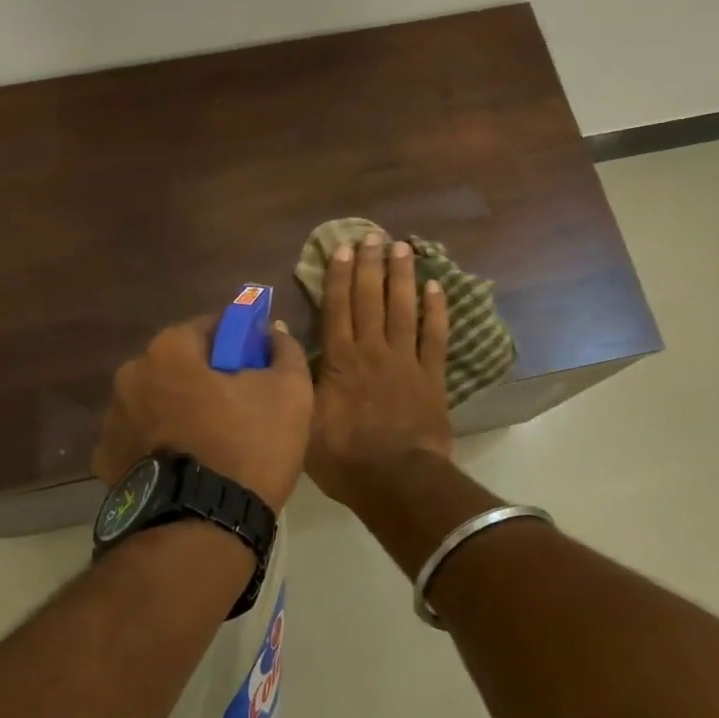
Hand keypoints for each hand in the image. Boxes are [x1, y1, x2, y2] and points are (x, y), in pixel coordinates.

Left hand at [90, 313, 313, 513]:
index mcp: (169, 350)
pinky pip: (143, 438)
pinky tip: (188, 466)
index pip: (210, 326)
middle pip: (180, 364)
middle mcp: (131, 375)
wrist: (201, 530)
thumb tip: (274, 333)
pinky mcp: (106, 463)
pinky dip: (162, 444)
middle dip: (207, 376)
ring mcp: (112, 421)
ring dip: (182, 409)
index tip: (258, 364)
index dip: (239, 341)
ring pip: (159, 401)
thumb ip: (283, 350)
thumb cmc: (247, 447)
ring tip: (215, 442)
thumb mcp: (289, 392)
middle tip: (241, 405)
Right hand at [307, 233, 452, 502]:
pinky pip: (435, 336)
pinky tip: (436, 287)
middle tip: (372, 236)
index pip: (337, 307)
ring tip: (402, 248)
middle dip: (370, 265)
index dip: (339, 275)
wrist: (396, 481)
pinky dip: (436, 311)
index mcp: (340, 359)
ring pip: (403, 308)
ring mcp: (406, 360)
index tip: (342, 248)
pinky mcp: (432, 376)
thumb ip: (296, 375)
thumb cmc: (344, 457)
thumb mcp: (304, 419)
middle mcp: (372, 350)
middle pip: (370, 298)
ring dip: (402, 276)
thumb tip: (282, 336)